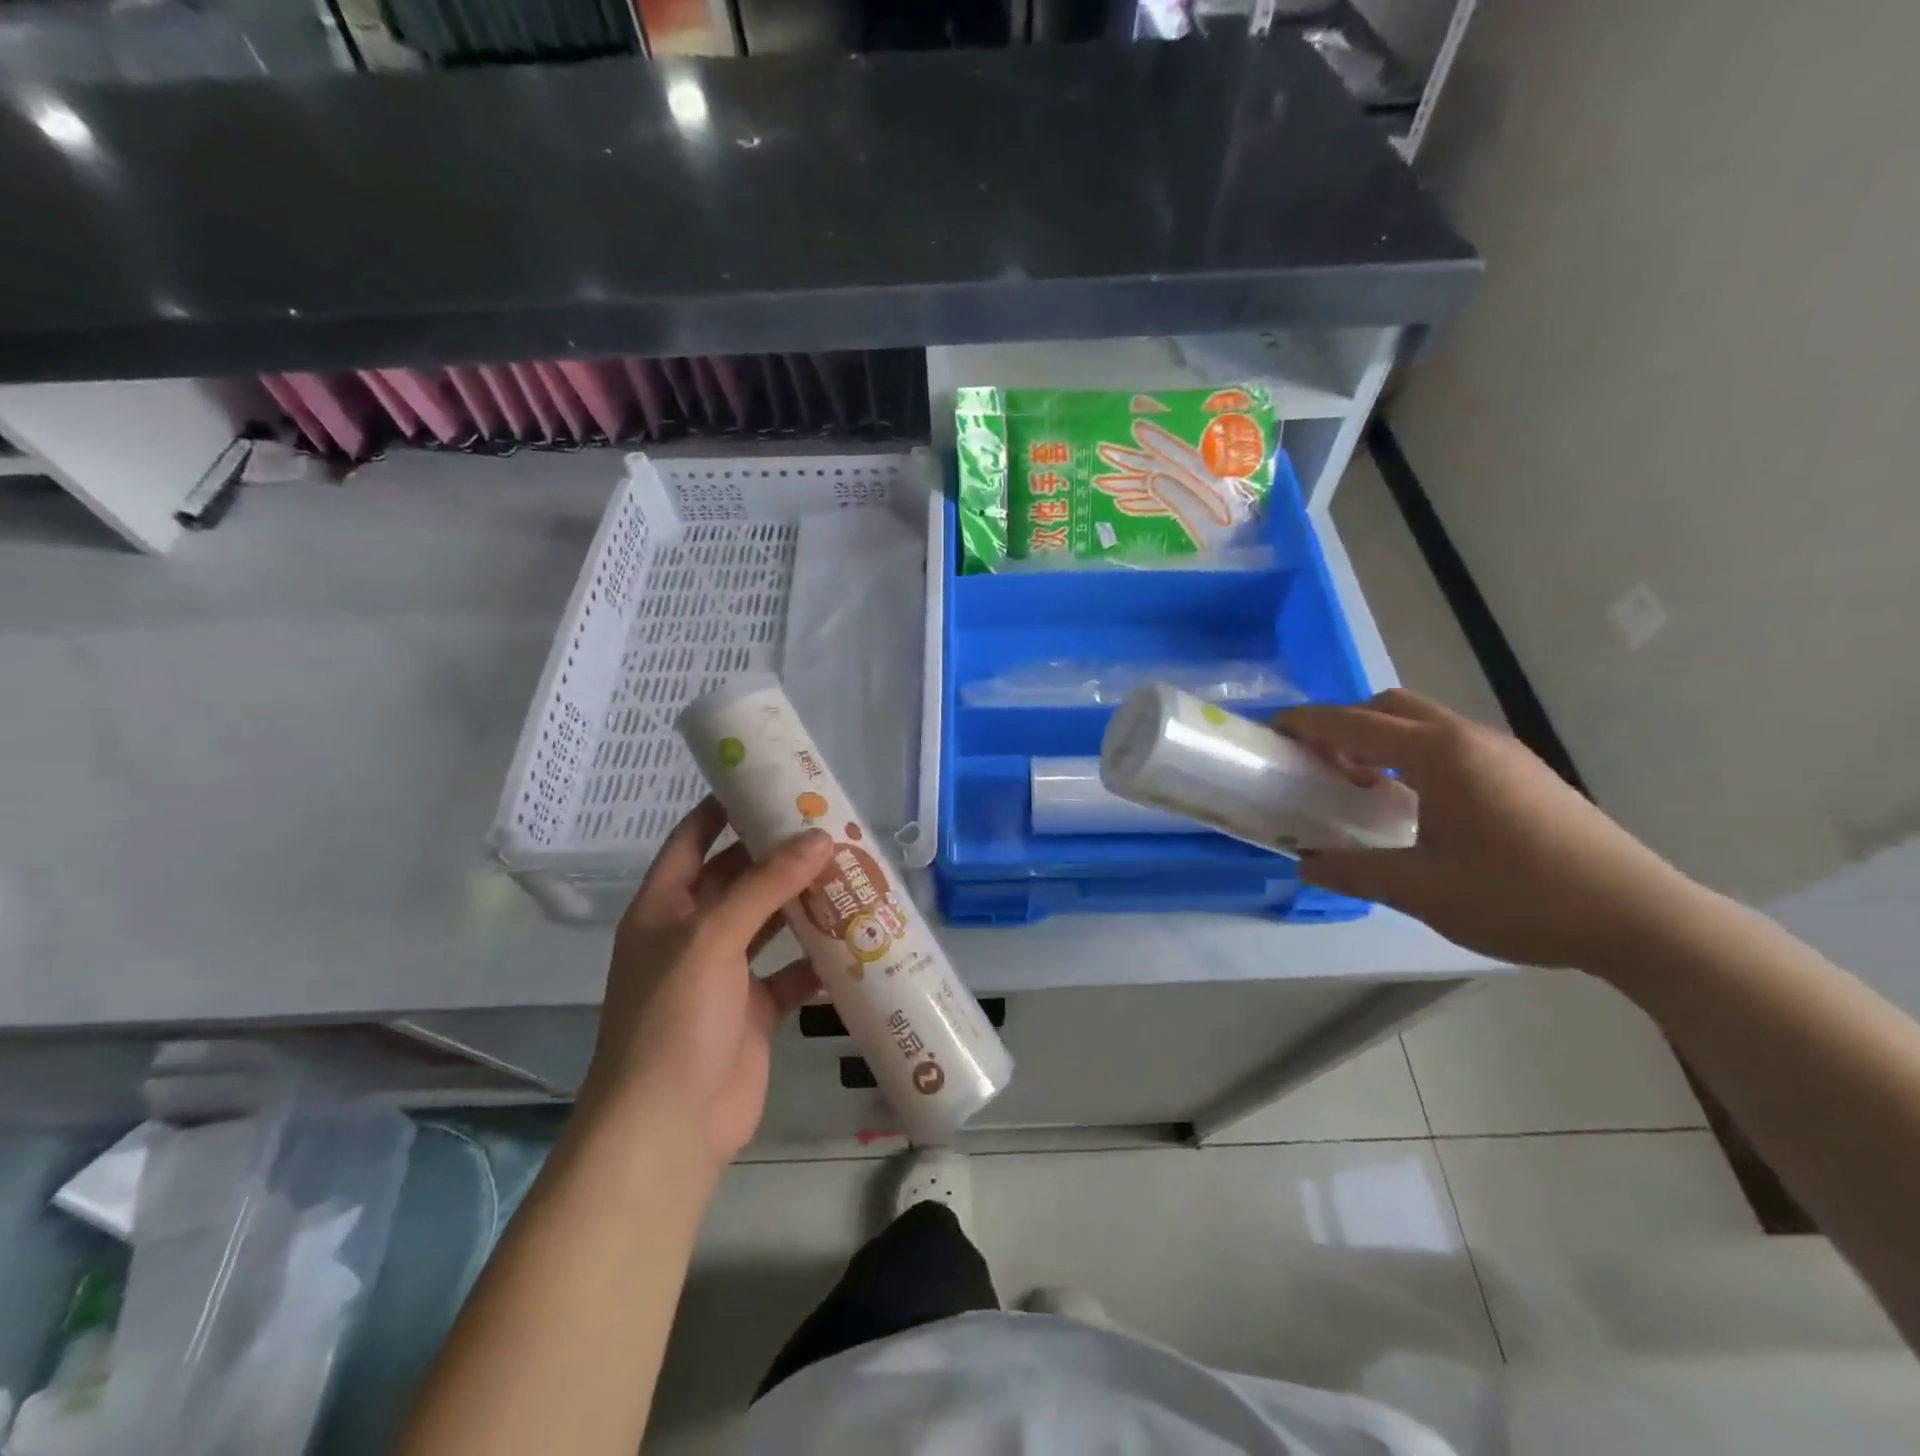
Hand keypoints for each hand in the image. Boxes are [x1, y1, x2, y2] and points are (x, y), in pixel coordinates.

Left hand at [580, 798, 832, 1170]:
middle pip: (740, 878)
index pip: (693, 840)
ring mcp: (725, 974)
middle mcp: (693, 934)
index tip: (768, 781)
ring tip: (852, 871)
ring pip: (771, 923)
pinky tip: (856, 940)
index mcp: (665, 908)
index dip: (724, 808)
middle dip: (780, 854)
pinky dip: (819, 959)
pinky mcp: (755, 1010)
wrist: (670, 1125)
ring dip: (805, 902)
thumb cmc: (674, 1017)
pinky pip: (792, 972)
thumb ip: (765, 885)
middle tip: (830, 824)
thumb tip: (819, 837)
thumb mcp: (712, 938)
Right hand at [1278, 690, 1703, 969]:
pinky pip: (1450, 743)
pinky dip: (1413, 755)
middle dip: (1345, 723)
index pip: (1354, 723)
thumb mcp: (1422, 891)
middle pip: (1390, 706)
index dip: (1307, 723)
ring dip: (1381, 739)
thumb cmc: (1520, 897)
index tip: (1273, 730)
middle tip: (1319, 762)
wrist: (1640, 917)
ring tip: (1362, 784)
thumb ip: (1355, 871)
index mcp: (1439, 755)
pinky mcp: (1525, 772)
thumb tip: (1306, 862)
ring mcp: (1503, 752)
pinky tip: (1415, 803)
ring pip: (1423, 722)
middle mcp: (1469, 738)